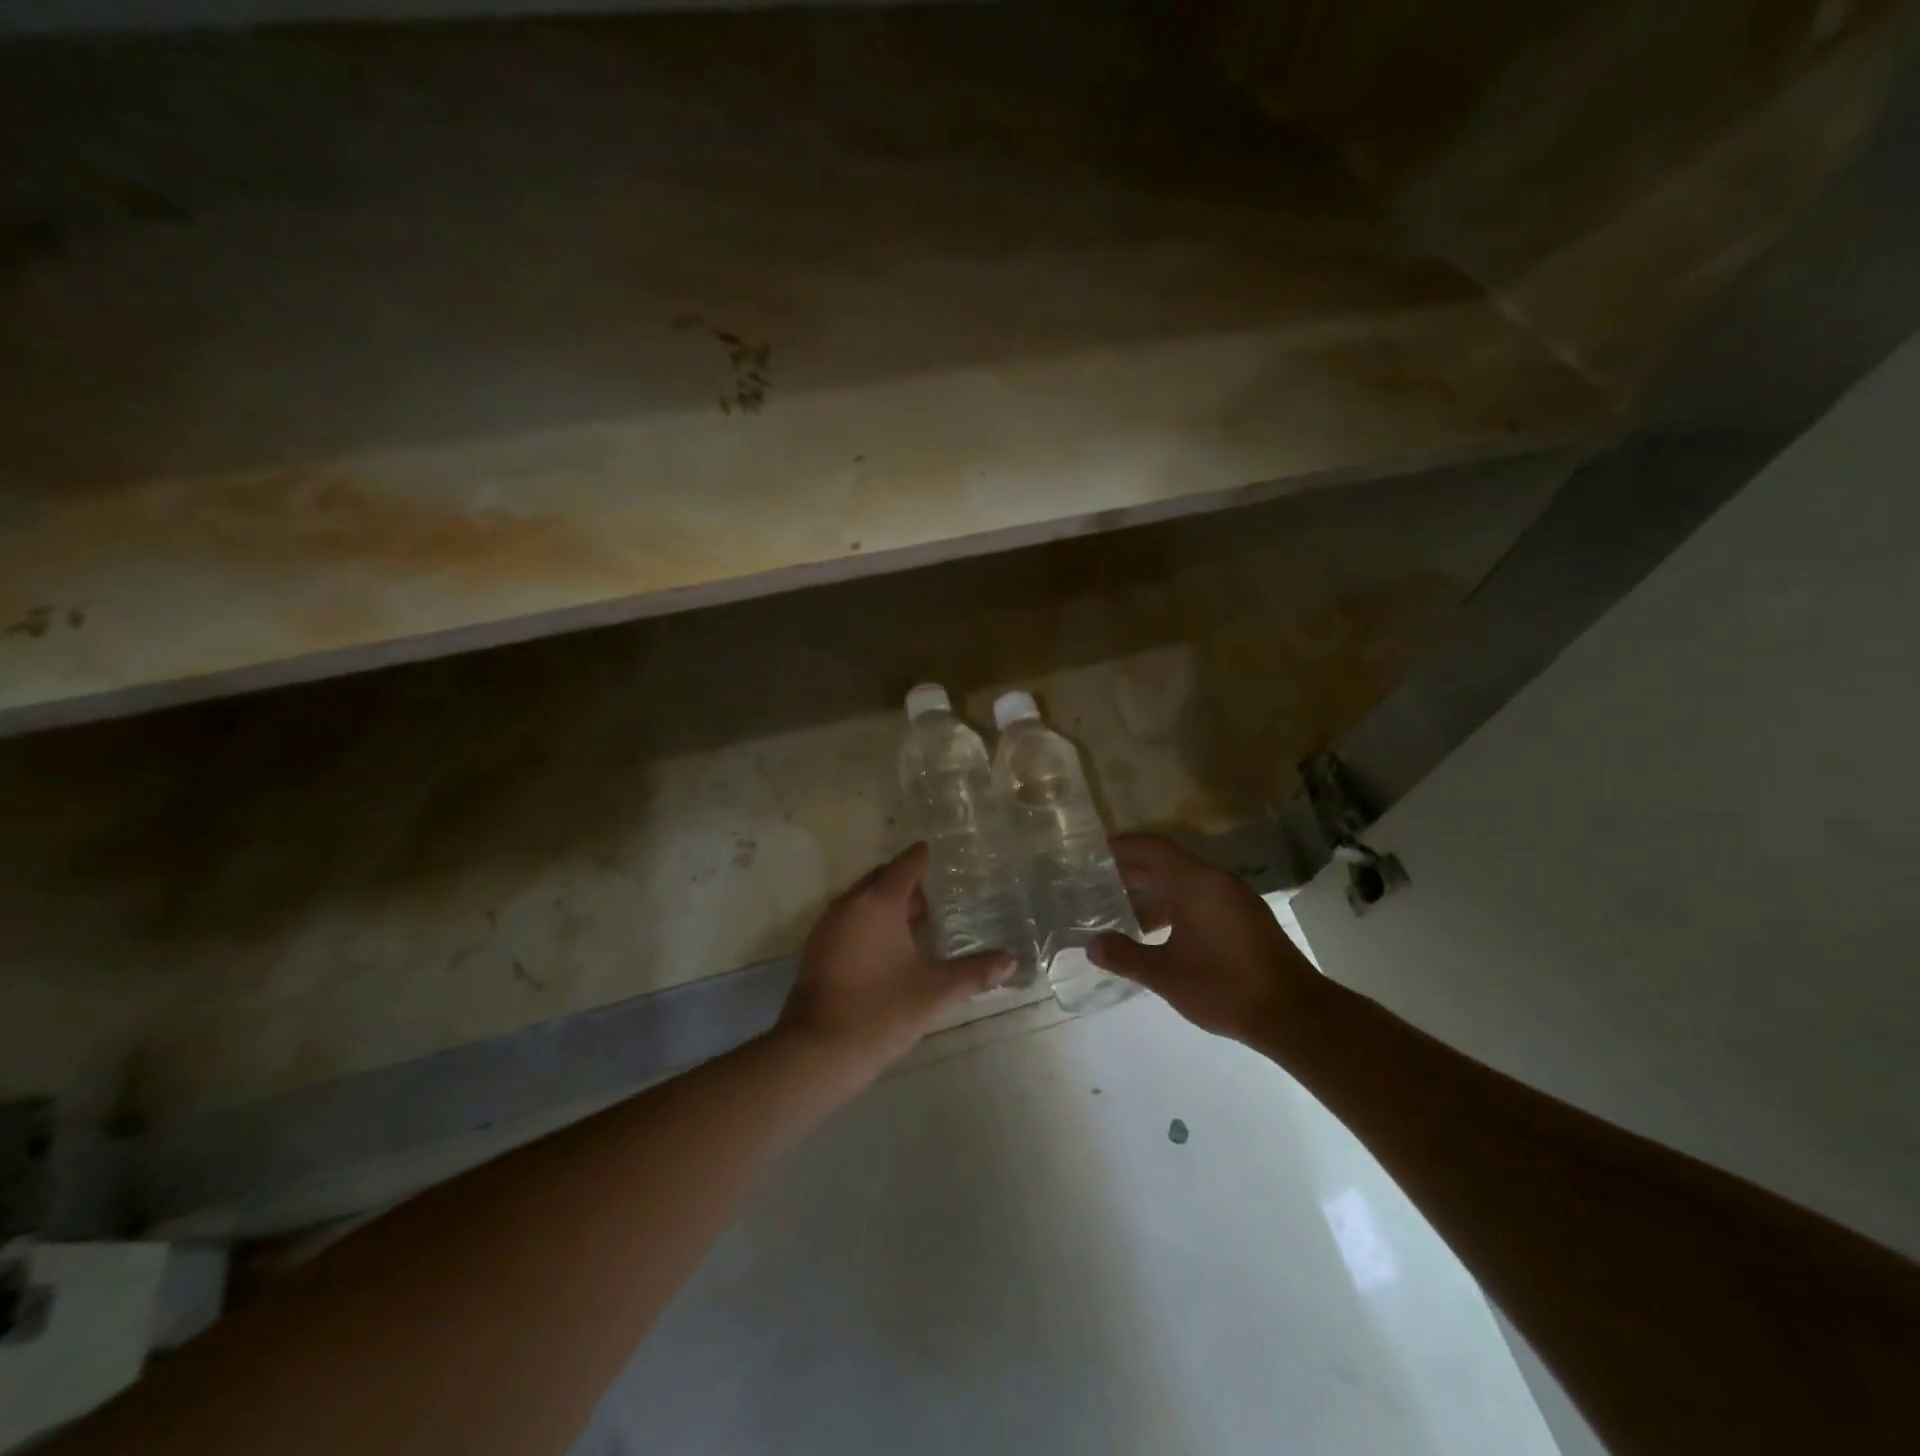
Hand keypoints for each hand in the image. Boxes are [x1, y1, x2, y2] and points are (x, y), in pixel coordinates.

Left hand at [776, 843, 1014, 1085]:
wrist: (816, 1051)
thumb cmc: (880, 1011)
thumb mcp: (934, 991)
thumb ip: (974, 973)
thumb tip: (1010, 961)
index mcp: (878, 902)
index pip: (906, 865)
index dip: (924, 857)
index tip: (943, 855)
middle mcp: (850, 904)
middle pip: (882, 879)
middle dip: (908, 883)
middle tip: (940, 896)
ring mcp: (828, 926)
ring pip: (864, 900)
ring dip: (889, 904)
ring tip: (920, 922)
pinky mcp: (818, 949)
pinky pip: (850, 919)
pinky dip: (871, 922)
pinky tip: (890, 948)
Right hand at [1088, 834, 1321, 1045]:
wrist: (1294, 1013)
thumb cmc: (1224, 985)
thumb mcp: (1165, 974)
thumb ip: (1126, 956)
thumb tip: (1092, 946)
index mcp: (1195, 882)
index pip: (1153, 848)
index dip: (1124, 846)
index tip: (1096, 852)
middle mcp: (1217, 881)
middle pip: (1169, 863)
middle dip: (1134, 872)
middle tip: (1100, 884)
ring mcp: (1236, 899)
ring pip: (1186, 883)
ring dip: (1156, 892)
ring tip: (1124, 911)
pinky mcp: (1247, 918)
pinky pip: (1202, 898)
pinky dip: (1177, 905)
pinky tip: (1161, 932)